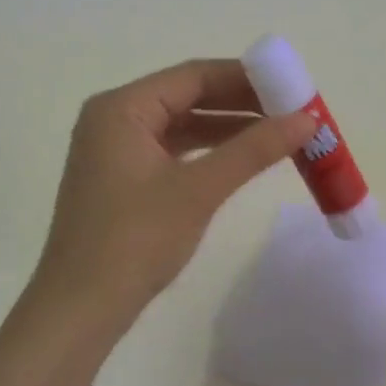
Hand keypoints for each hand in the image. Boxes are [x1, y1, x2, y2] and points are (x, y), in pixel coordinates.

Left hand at [23, 59, 315, 351]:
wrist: (79, 309)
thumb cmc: (134, 241)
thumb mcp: (198, 190)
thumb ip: (252, 150)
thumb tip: (306, 119)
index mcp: (122, 107)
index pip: (193, 76)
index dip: (246, 77)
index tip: (292, 85)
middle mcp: (114, 118)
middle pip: (187, 96)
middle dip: (241, 103)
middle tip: (293, 110)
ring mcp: (116, 149)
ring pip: (182, 124)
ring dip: (228, 128)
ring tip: (279, 132)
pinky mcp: (122, 177)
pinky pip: (172, 149)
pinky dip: (208, 151)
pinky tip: (242, 157)